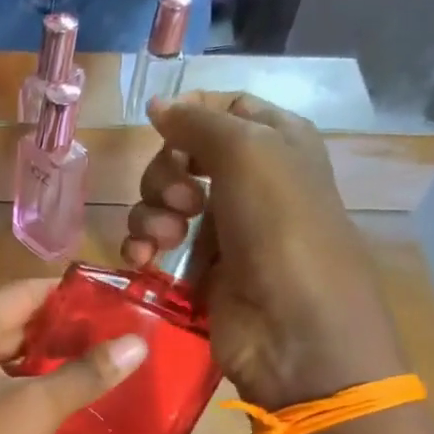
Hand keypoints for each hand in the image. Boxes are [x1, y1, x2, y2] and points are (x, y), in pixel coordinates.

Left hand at [0, 280, 146, 433]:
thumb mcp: (36, 409)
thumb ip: (87, 373)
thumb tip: (139, 342)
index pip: (25, 292)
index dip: (72, 296)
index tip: (120, 302)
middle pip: (15, 325)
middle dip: (64, 333)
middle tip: (120, 338)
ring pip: (7, 362)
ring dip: (49, 366)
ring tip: (104, 368)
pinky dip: (29, 392)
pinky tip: (67, 403)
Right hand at [123, 92, 405, 410]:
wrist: (292, 327)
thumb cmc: (281, 228)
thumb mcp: (248, 153)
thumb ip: (197, 123)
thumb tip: (157, 106)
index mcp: (275, 143)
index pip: (223, 111)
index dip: (190, 117)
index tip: (164, 129)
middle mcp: (247, 183)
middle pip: (180, 158)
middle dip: (165, 175)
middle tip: (184, 202)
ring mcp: (220, 230)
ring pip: (160, 203)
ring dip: (150, 215)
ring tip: (166, 239)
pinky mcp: (196, 272)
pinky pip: (153, 247)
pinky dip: (141, 248)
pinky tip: (143, 261)